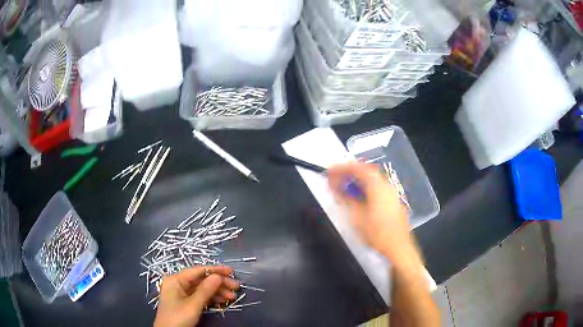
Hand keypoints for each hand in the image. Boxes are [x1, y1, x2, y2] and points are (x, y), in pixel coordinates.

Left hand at [154, 266, 239, 326]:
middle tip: (236, 287)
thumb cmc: (178, 318)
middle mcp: (179, 284)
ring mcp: (182, 294)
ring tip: (232, 297)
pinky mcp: (186, 303)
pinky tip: (223, 301)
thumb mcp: (193, 305)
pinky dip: (212, 298)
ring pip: (203, 289)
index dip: (215, 270)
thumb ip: (205, 290)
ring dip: (218, 292)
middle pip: (201, 280)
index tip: (231, 272)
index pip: (198, 271)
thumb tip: (218, 276)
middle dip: (219, 283)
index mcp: (176, 280)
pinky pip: (201, 297)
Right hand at [327, 162, 412, 261]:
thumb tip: (335, 186)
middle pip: (366, 170)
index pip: (358, 169)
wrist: (398, 248)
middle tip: (335, 177)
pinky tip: (359, 195)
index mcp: (378, 187)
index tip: (329, 171)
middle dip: (349, 172)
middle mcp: (386, 186)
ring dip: (357, 179)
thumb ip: (345, 199)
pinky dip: (365, 186)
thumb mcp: (357, 218)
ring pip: (372, 178)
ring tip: (344, 186)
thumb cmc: (377, 234)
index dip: (341, 168)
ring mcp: (392, 193)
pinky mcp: (393, 200)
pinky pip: (377, 186)